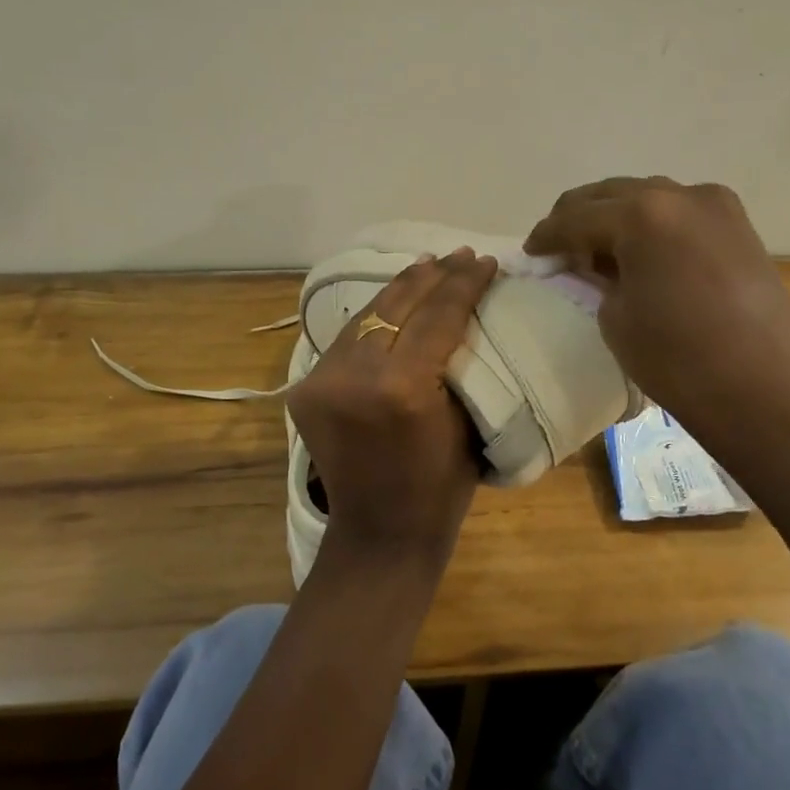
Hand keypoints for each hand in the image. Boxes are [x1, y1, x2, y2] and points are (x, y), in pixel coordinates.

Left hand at [287, 247, 499, 574]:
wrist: (378, 533)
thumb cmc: (440, 488)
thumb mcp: (466, 421)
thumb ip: (458, 362)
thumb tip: (465, 312)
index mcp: (402, 388)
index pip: (437, 316)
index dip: (463, 284)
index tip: (484, 261)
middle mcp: (354, 375)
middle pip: (396, 305)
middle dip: (432, 275)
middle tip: (459, 255)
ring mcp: (322, 380)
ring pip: (366, 315)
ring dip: (400, 290)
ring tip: (429, 266)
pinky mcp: (305, 388)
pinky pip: (347, 339)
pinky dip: (375, 318)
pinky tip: (394, 303)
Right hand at [524, 178, 789, 433]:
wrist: (768, 393)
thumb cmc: (679, 361)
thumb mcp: (615, 318)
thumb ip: (596, 279)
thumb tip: (594, 265)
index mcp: (642, 213)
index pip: (576, 217)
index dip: (547, 235)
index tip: (529, 251)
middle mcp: (680, 194)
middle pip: (611, 194)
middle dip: (579, 217)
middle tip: (557, 246)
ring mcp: (716, 206)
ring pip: (648, 197)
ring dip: (617, 217)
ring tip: (597, 248)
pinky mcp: (739, 226)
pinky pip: (680, 213)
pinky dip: (652, 224)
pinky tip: (641, 251)